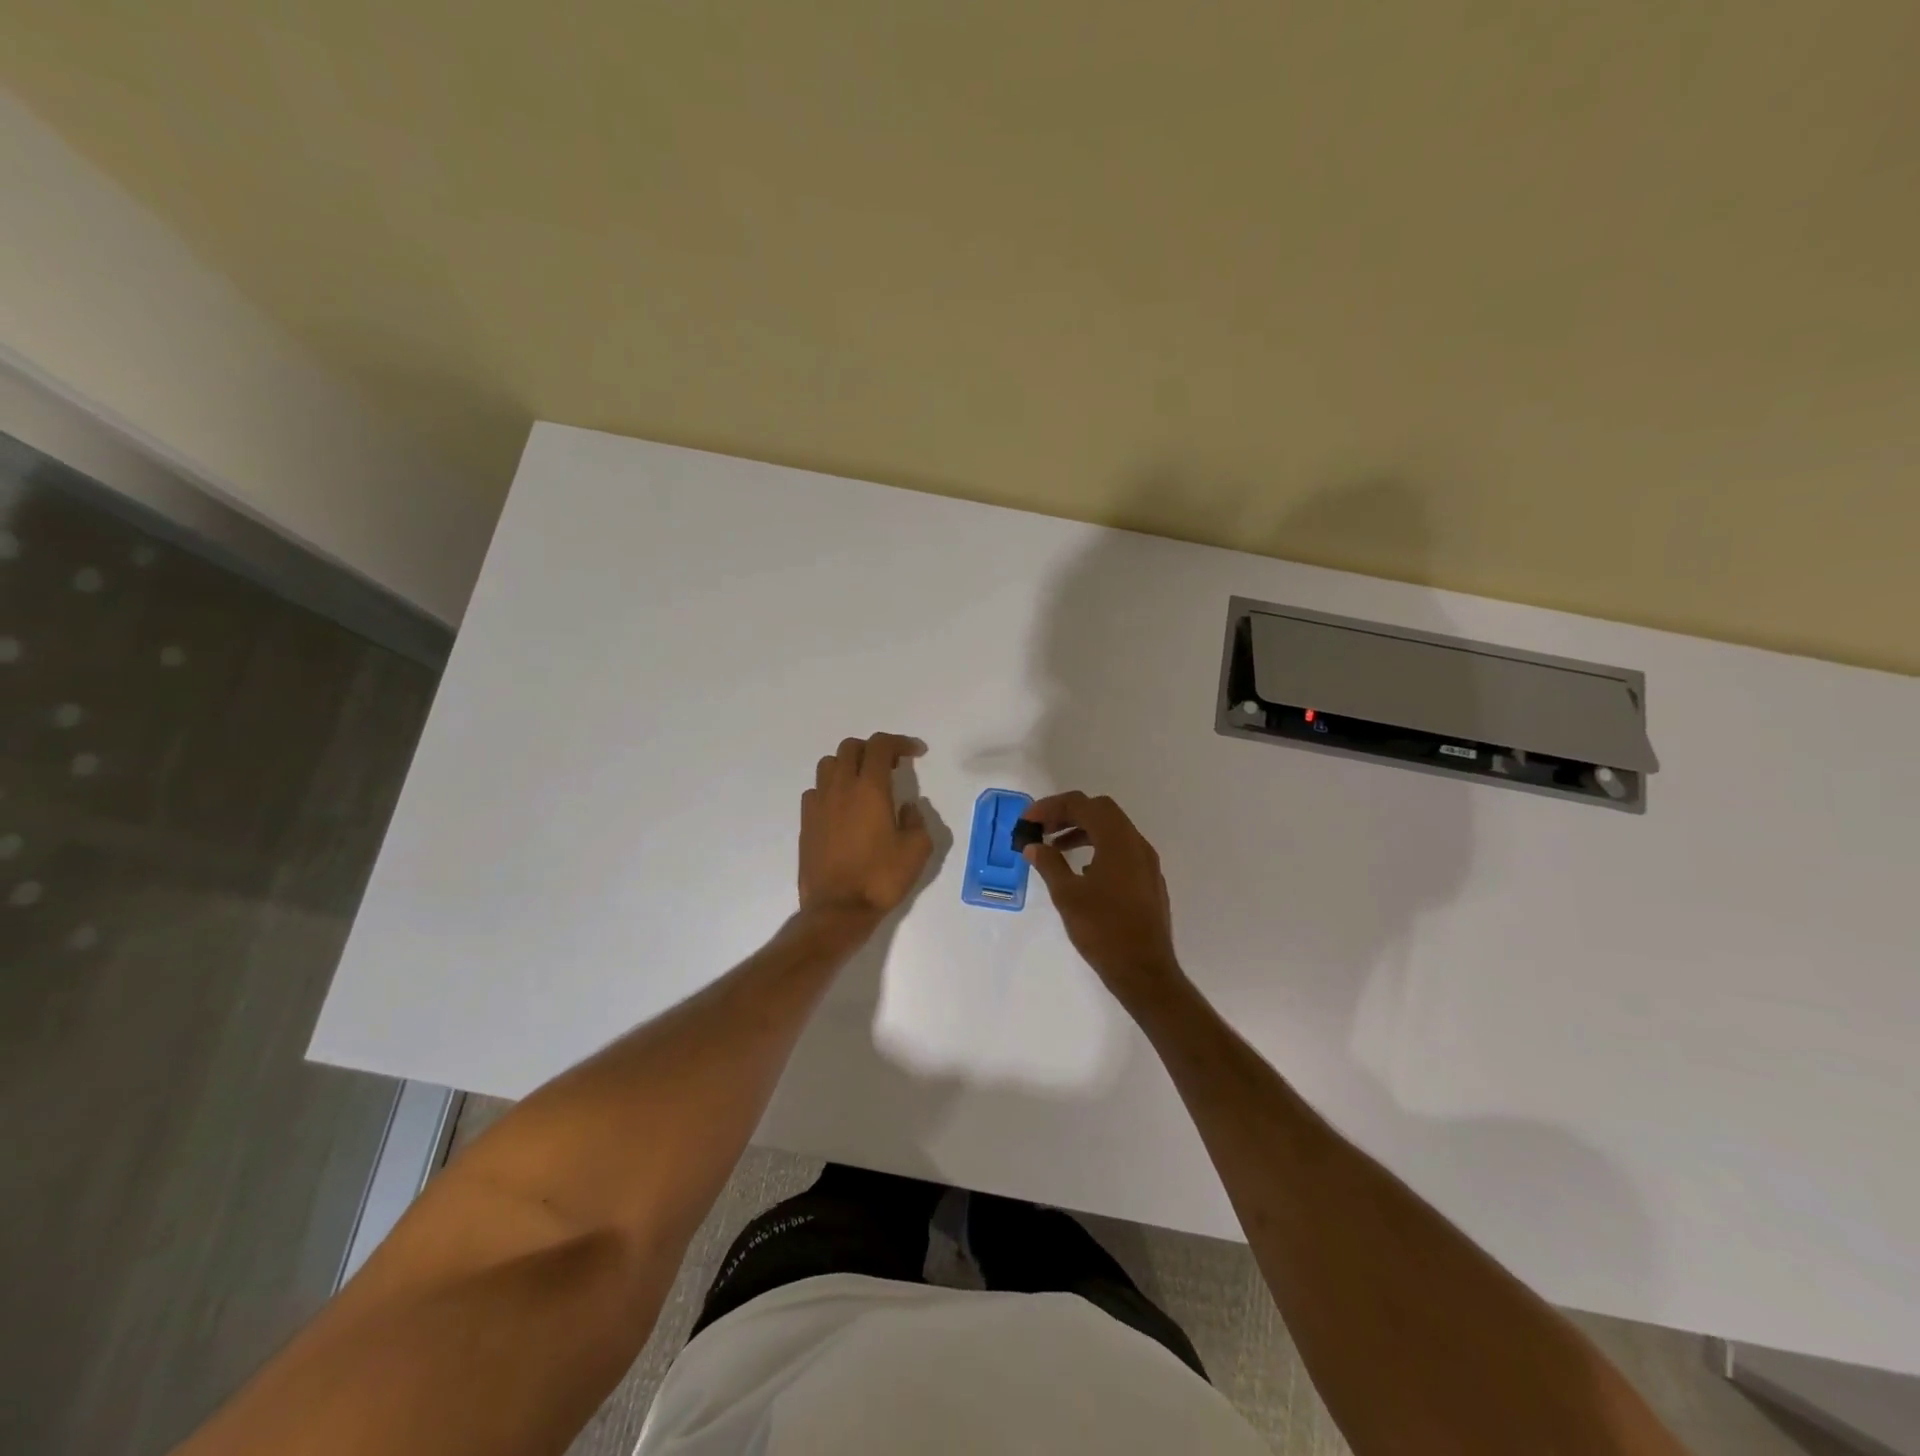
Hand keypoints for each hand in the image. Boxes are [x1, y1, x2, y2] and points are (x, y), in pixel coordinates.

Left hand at [798, 733, 932, 922]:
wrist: (838, 909)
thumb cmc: (881, 878)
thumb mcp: (917, 850)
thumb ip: (917, 820)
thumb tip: (907, 809)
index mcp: (870, 788)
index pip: (881, 745)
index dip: (900, 742)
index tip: (916, 753)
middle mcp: (841, 788)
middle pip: (851, 747)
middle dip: (873, 749)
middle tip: (891, 767)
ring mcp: (819, 804)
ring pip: (828, 764)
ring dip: (848, 765)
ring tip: (864, 784)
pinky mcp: (806, 823)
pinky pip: (816, 790)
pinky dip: (831, 789)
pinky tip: (842, 808)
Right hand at [1021, 791, 1183, 1010]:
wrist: (1145, 971)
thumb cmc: (1103, 930)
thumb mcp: (1067, 895)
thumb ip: (1049, 864)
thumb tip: (1033, 846)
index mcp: (1118, 841)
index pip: (1082, 805)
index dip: (1051, 807)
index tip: (1028, 821)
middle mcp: (1137, 844)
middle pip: (1100, 811)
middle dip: (1068, 814)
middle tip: (1041, 829)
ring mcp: (1146, 863)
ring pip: (1112, 830)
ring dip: (1082, 830)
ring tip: (1055, 847)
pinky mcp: (1148, 880)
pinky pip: (1121, 850)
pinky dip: (1098, 847)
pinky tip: (1081, 871)